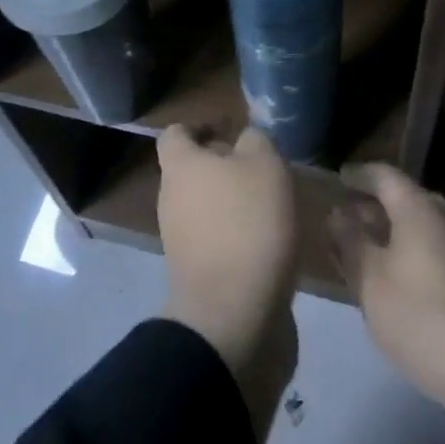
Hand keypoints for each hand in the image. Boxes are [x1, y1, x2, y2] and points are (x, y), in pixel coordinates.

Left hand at [157, 125, 298, 430]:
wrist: (234, 316)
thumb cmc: (248, 224)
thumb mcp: (265, 164)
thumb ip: (255, 140)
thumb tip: (245, 140)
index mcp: (181, 167)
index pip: (176, 134)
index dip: (201, 127)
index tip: (232, 130)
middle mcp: (171, 199)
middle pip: (193, 171)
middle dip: (224, 167)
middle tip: (263, 169)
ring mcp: (180, 241)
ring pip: (206, 207)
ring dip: (234, 203)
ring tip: (273, 206)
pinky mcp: (197, 274)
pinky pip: (216, 241)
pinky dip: (238, 236)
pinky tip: (270, 241)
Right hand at [327, 162, 444, 415]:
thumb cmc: (425, 316)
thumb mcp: (372, 282)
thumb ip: (351, 244)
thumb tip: (339, 214)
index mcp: (417, 207)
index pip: (383, 175)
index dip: (359, 174)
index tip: (340, 177)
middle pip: (405, 199)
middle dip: (374, 207)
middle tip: (347, 219)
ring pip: (422, 227)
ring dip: (393, 234)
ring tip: (368, 253)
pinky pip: (436, 250)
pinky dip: (412, 255)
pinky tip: (400, 284)